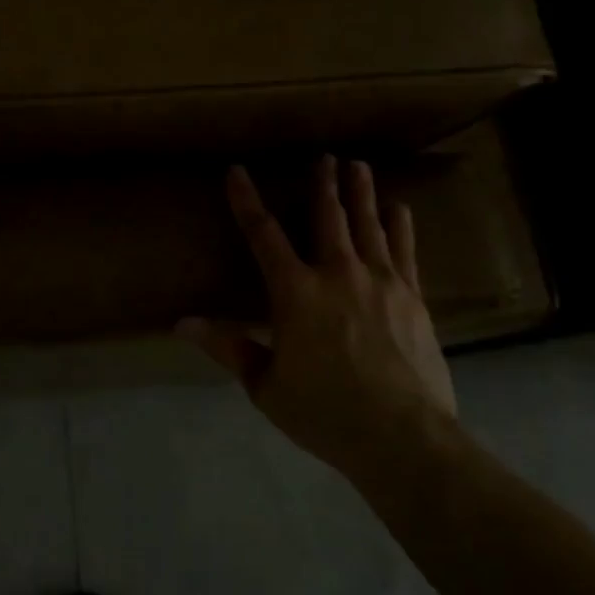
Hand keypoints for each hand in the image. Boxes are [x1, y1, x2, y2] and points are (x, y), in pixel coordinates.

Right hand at [180, 156, 455, 470]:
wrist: (404, 438)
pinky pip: (405, 250)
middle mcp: (337, 274)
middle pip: (326, 217)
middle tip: (323, 156)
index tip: (237, 172)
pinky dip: (399, 225)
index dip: (246, 201)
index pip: (263, 235)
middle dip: (322, 184)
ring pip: (367, 225)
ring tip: (357, 166)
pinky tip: (398, 207)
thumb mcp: (266, 385)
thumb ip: (228, 347)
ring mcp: (380, 282)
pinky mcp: (412, 298)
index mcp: (294, 292)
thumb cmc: (325, 412)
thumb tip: (181, 324)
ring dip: (359, 193)